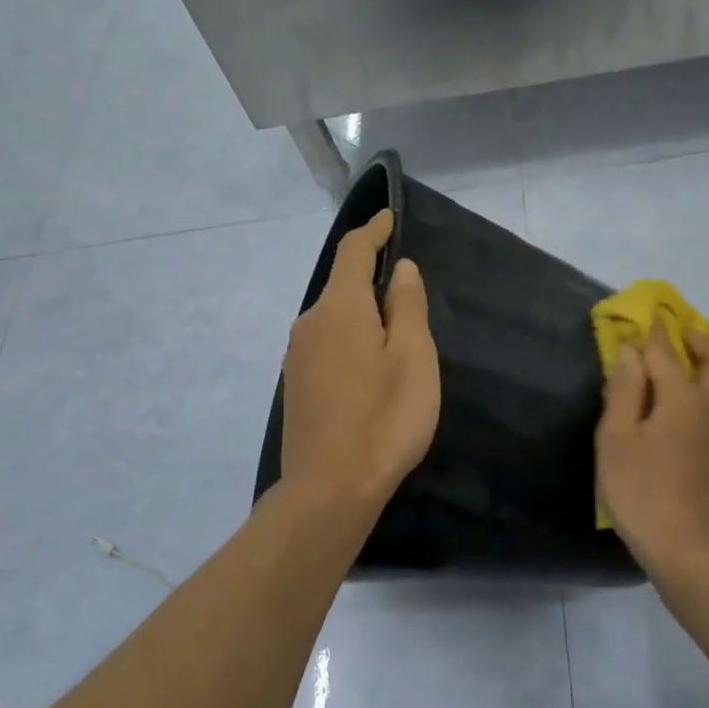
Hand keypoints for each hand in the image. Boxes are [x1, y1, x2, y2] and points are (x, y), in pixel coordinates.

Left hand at [280, 209, 440, 515]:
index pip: (353, 251)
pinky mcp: (296, 383)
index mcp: (340, 308)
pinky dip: (349, 335)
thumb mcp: (413, 357)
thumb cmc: (384, 418)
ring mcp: (297, 355)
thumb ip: (407, 306)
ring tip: (394, 330)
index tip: (389, 219)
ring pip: (333, 315)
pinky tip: (368, 363)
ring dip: (360, 311)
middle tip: (407, 289)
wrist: (329, 488)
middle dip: (370, 276)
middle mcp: (310, 322)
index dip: (373, 231)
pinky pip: (325, 341)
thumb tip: (400, 269)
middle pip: (340, 284)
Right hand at [597, 329, 708, 575]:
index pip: (666, 351)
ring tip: (703, 375)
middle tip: (679, 337)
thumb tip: (630, 351)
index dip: (653, 332)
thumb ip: (624, 390)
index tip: (646, 317)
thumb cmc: (641, 492)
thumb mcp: (616, 439)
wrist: (689, 550)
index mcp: (683, 397)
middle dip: (698, 339)